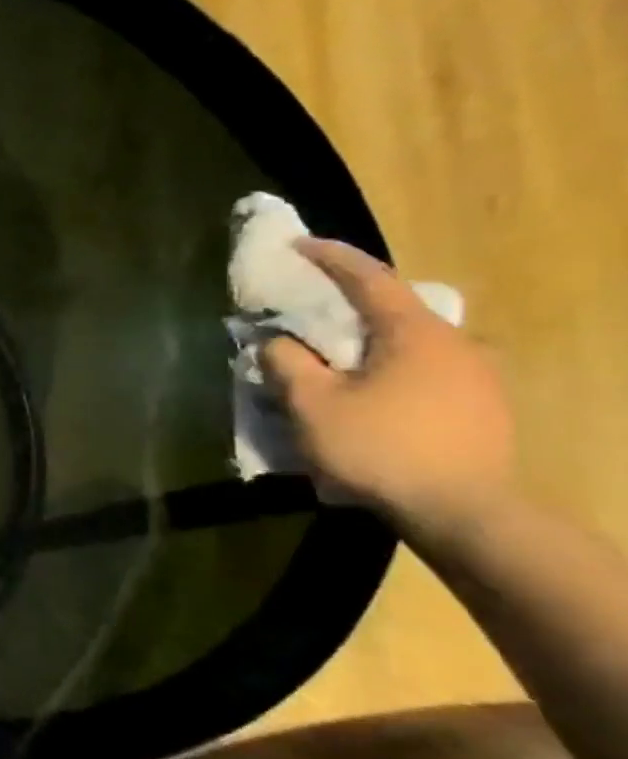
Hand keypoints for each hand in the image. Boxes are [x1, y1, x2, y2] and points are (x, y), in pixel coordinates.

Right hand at [262, 239, 513, 536]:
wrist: (463, 513)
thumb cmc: (379, 448)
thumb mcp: (311, 404)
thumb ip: (287, 362)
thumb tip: (277, 341)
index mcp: (415, 333)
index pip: (369, 277)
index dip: (330, 257)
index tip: (297, 245)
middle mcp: (455, 343)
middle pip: (392, 310)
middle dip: (347, 306)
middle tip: (308, 311)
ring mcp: (477, 376)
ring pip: (408, 344)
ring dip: (367, 344)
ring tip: (330, 361)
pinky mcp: (481, 407)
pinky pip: (423, 372)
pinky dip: (387, 369)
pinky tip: (366, 395)